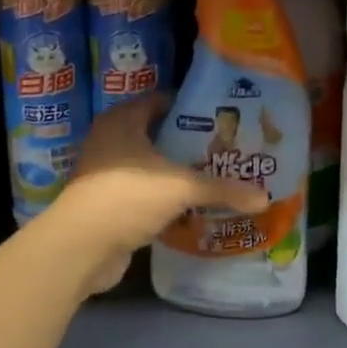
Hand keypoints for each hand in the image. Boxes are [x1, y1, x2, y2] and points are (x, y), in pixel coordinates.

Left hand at [48, 97, 268, 293]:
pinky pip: (144, 192)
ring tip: (215, 175)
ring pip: (150, 165)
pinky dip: (164, 197)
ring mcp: (106, 173)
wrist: (81, 246)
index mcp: (122, 120)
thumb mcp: (180, 187)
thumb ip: (221, 189)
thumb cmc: (128, 197)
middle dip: (188, 142)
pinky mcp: (108, 203)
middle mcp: (111, 140)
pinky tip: (192, 205)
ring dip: (176, 172)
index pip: (161, 101)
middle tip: (225, 148)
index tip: (222, 117)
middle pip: (157, 134)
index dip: (190, 107)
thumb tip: (264, 197)